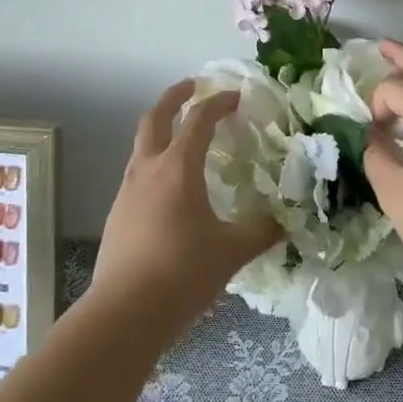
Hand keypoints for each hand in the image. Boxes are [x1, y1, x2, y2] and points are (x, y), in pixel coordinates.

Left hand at [91, 79, 282, 335]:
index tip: (236, 97)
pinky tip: (170, 187)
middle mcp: (148, 170)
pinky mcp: (117, 215)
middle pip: (155, 117)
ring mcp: (127, 192)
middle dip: (174, 97)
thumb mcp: (231, 252)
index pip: (198, 119)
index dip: (218, 102)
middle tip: (193, 87)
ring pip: (142, 145)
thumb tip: (285, 222)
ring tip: (183, 136)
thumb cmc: (181, 274)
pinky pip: (137, 173)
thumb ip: (261, 232)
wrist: (123, 315)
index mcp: (177, 168)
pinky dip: (155, 162)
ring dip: (161, 129)